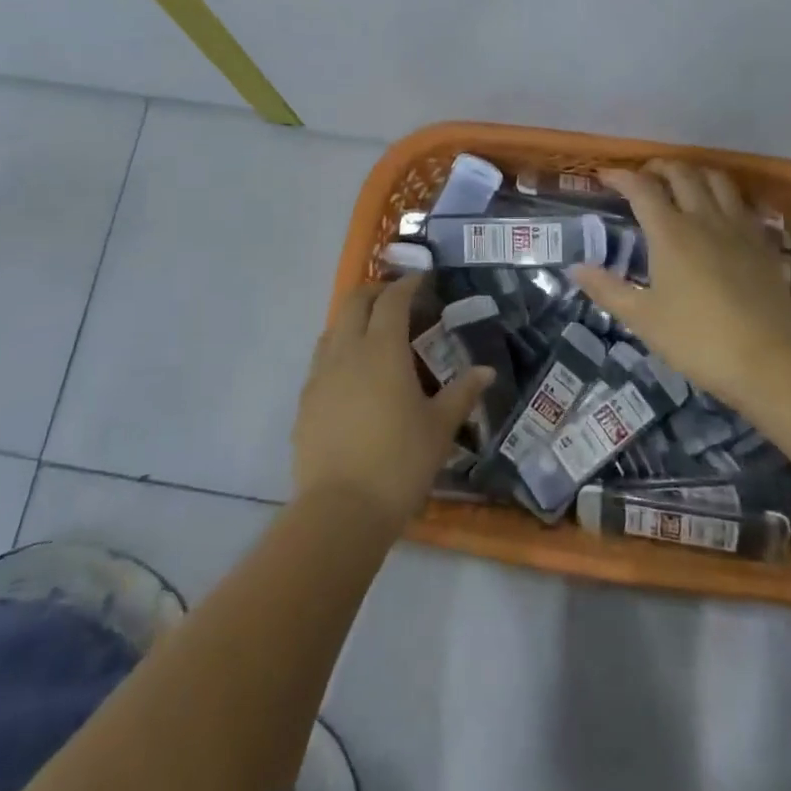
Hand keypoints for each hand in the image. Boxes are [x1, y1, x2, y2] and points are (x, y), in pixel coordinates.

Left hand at [291, 273, 494, 534]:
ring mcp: (320, 376)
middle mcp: (347, 352)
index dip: (408, 284)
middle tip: (397, 298)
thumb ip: (462, 393)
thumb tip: (486, 372)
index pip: (393, 300)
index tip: (422, 279)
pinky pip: (321, 360)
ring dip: (353, 319)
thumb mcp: (439, 428)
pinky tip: (352, 375)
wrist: (340, 511)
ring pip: (333, 329)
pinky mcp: (305, 401)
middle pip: (354, 303)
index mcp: (382, 350)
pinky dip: (338, 350)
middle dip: (375, 292)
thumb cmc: (399, 463)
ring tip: (374, 333)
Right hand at [573, 160, 790, 405]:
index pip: (641, 188)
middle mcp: (704, 218)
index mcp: (670, 232)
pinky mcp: (764, 242)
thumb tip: (576, 269)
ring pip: (717, 180)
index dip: (620, 176)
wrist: (768, 359)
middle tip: (643, 177)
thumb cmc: (697, 339)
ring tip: (682, 183)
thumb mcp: (643, 319)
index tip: (604, 175)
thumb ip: (607, 290)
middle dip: (658, 167)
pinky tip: (721, 210)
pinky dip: (726, 195)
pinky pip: (743, 203)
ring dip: (695, 173)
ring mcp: (739, 227)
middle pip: (682, 173)